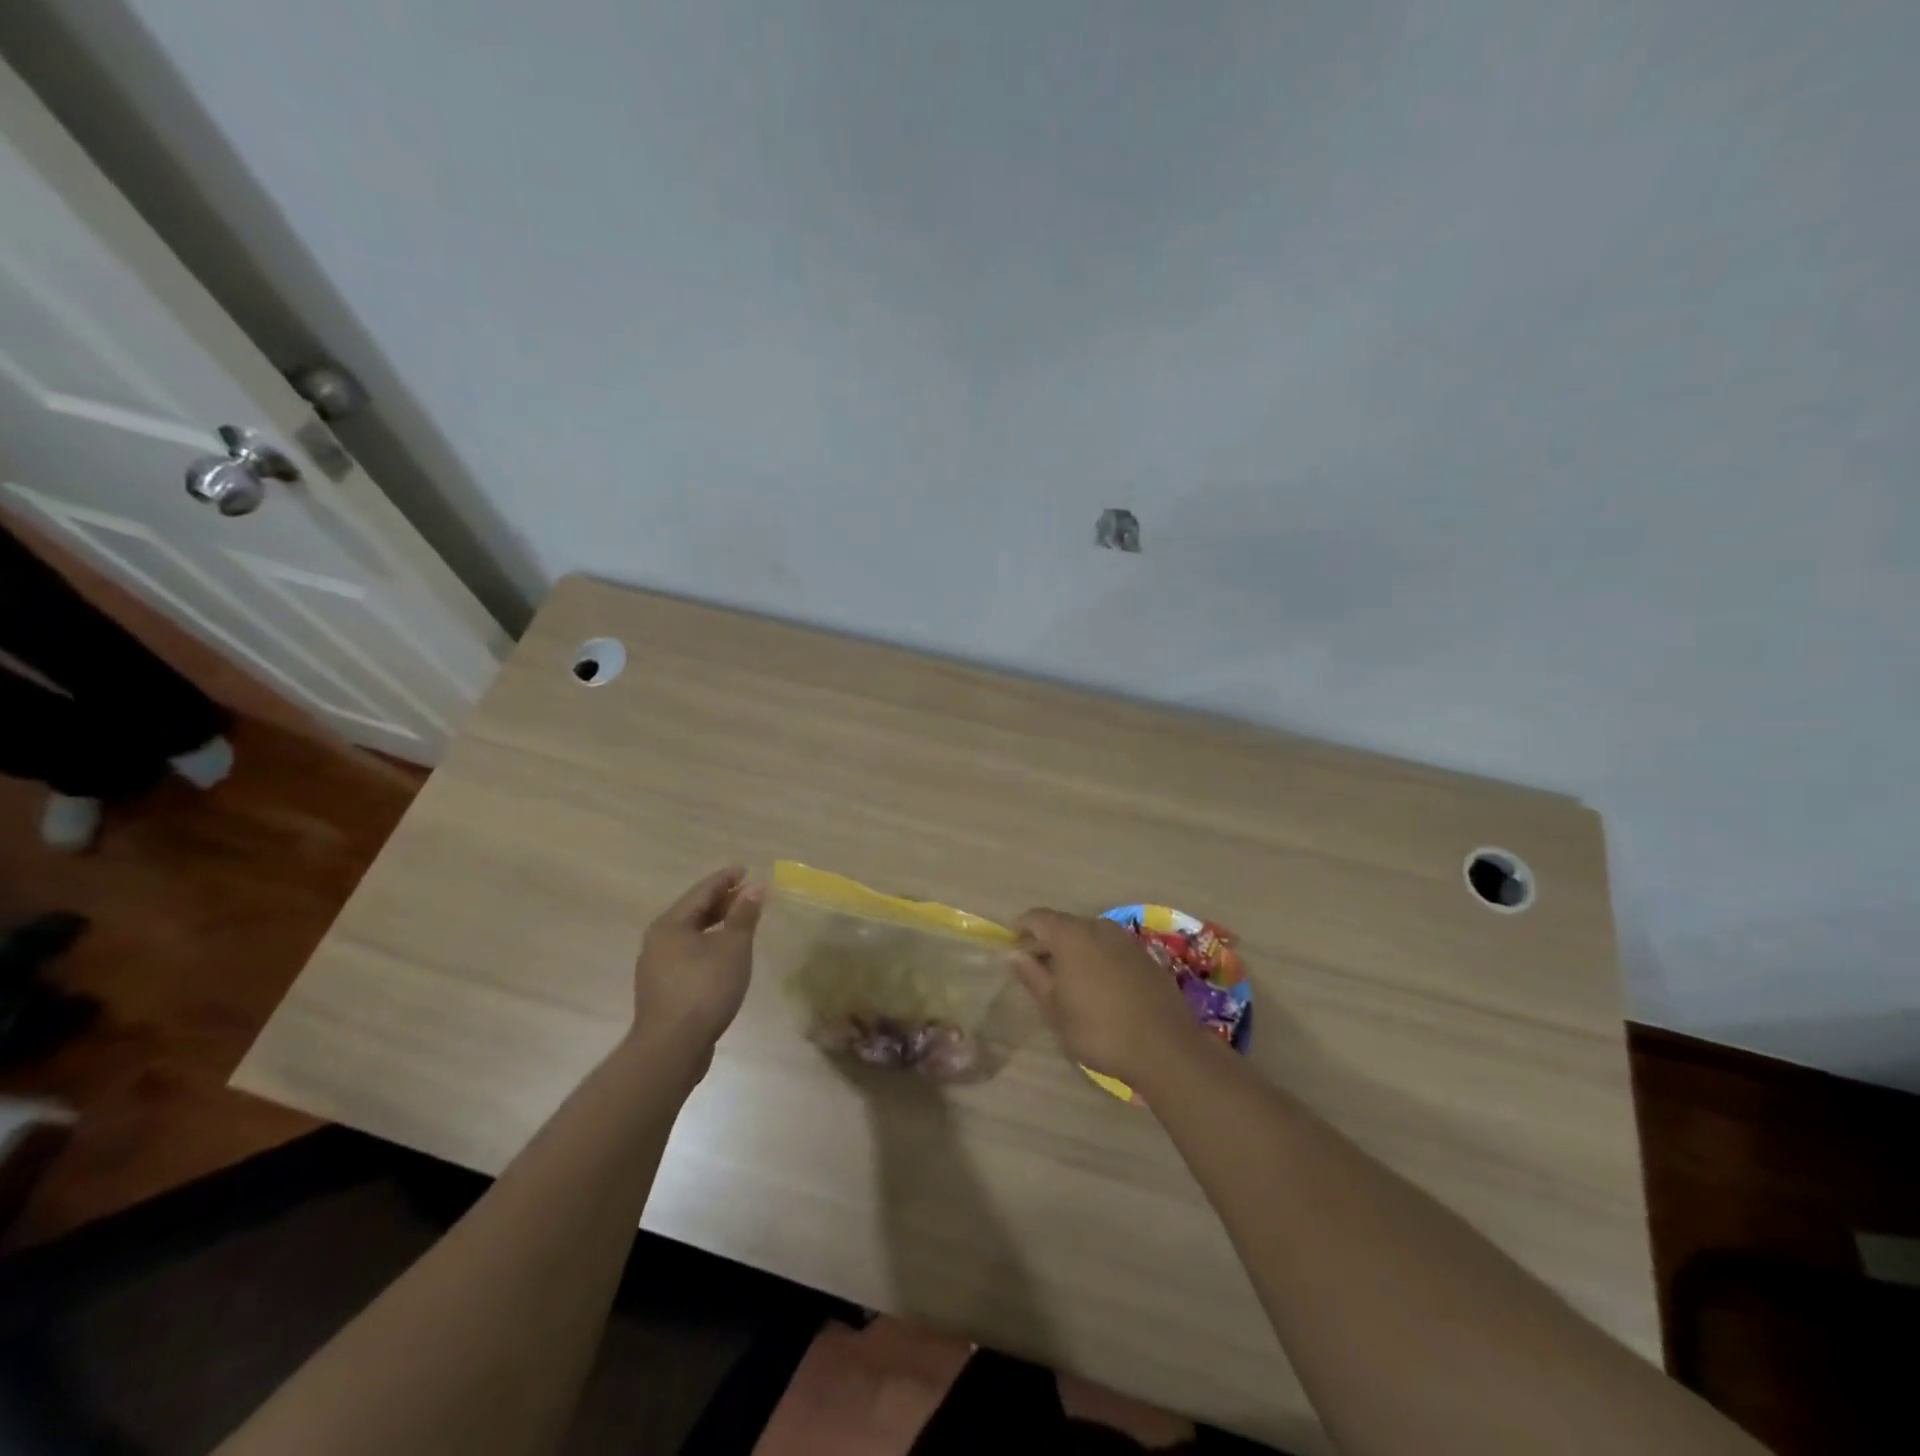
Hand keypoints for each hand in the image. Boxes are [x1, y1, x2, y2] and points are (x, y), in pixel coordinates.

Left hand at [631, 866, 762, 1057]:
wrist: (672, 1047)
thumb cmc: (704, 988)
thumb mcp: (733, 947)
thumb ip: (744, 915)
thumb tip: (755, 887)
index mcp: (671, 924)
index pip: (702, 891)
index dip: (726, 879)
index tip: (746, 871)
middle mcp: (658, 940)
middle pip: (693, 912)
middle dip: (722, 902)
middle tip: (748, 895)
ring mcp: (657, 967)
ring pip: (690, 935)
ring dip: (716, 925)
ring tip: (740, 923)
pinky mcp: (663, 990)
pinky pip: (689, 955)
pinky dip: (709, 946)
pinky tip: (725, 955)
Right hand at [1012, 909, 1203, 1088]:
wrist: (1165, 1048)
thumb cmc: (1098, 1030)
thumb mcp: (1055, 1009)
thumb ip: (1033, 976)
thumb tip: (1014, 954)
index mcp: (1071, 935)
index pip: (1037, 917)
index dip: (1021, 929)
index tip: (1013, 949)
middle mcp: (1099, 927)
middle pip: (1064, 924)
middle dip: (1047, 942)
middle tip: (1037, 970)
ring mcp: (1126, 940)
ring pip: (1090, 935)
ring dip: (1074, 950)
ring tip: (1068, 981)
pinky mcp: (1146, 956)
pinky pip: (1111, 948)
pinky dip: (1098, 958)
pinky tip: (1099, 987)